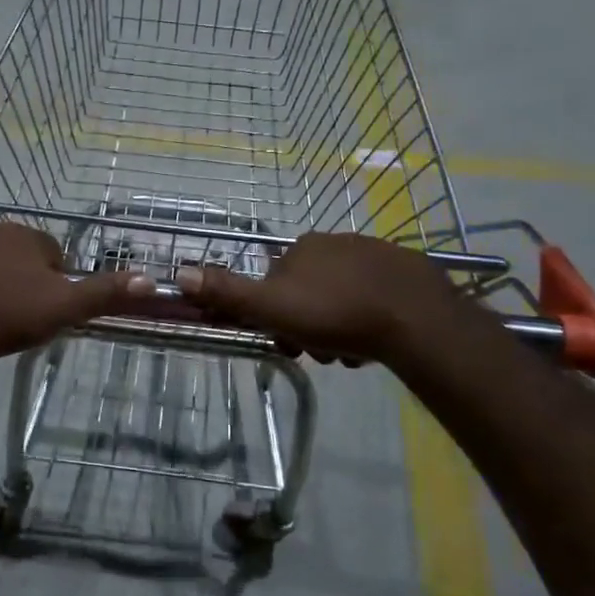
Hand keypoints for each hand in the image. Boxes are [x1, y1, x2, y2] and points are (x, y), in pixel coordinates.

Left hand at [0, 219, 153, 363]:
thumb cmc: (6, 315)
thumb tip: (151, 279)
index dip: (52, 279)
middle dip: (16, 268)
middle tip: (13, 306)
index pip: (51, 252)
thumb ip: (104, 293)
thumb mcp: (63, 309)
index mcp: (29, 237)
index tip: (45, 306)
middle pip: (13, 245)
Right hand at [175, 233, 465, 363]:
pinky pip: (372, 298)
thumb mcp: (272, 307)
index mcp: (301, 248)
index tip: (287, 343)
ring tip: (351, 352)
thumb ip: (228, 292)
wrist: (415, 318)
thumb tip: (179, 273)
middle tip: (323, 353)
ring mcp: (372, 254)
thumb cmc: (336, 313)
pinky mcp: (403, 271)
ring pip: (339, 299)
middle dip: (309, 327)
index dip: (275, 318)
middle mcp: (334, 242)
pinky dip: (367, 321)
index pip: (274, 285)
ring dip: (338, 330)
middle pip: (307, 293)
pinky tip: (375, 342)